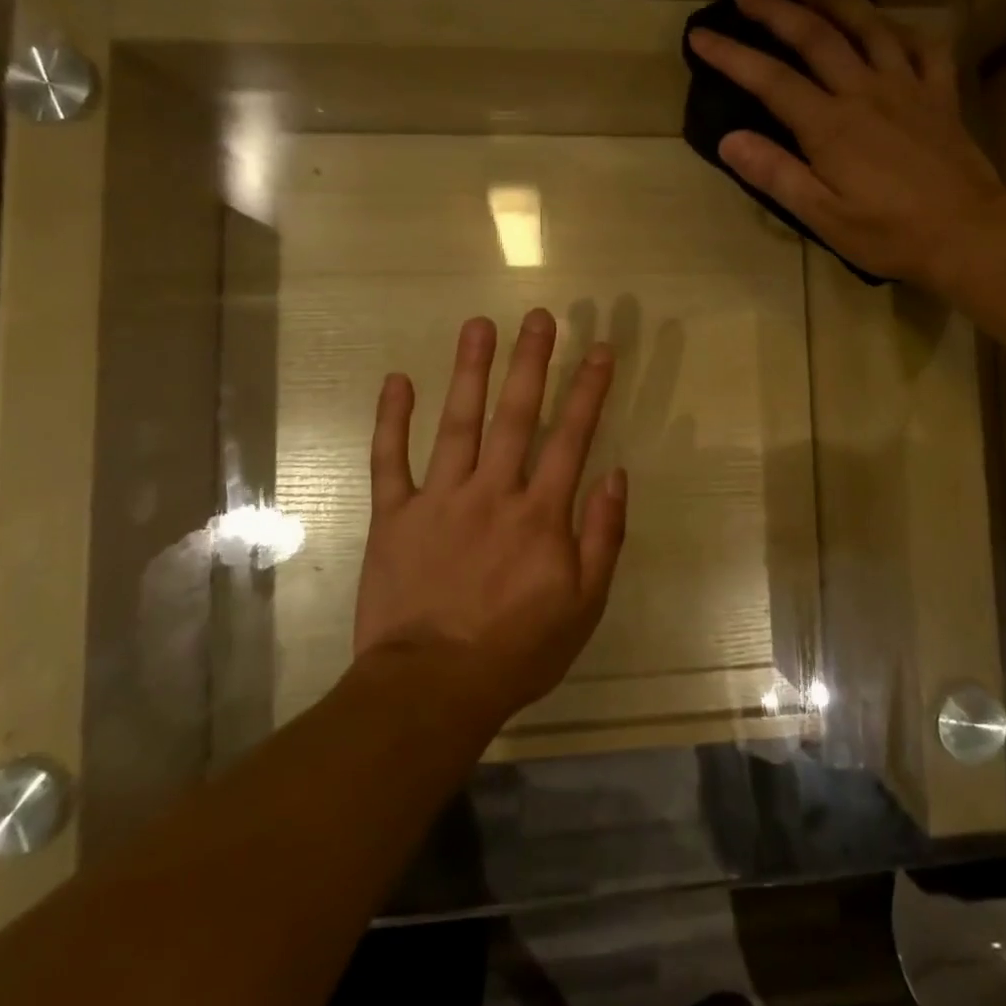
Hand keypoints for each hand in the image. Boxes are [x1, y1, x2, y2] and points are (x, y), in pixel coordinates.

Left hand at [353, 309, 627, 721]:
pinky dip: (392, 419)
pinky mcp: (395, 515)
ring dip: (469, 371)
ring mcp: (440, 499)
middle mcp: (493, 492)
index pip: (572, 437)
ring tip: (478, 325)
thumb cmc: (516, 650)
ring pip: (458, 423)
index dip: (589, 391)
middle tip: (540, 317)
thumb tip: (616, 476)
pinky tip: (397, 380)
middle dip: (531, 362)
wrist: (431, 688)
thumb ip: (603, 537)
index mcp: (540, 514)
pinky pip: (390, 460)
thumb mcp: (583, 606)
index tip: (600, 350)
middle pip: (516, 415)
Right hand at [688, 0, 1005, 289]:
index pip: (770, 79)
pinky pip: (925, 47)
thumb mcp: (822, 216)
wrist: (968, 234)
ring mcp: (908, 87)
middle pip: (816, 37)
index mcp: (829, 125)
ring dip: (836, 3)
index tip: (701, 36)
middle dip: (776, 12)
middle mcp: (865, 91)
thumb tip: (729, 140)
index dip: (731, 55)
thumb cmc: (889, 233)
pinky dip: (903, 30)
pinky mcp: (941, 95)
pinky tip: (890, 29)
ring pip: (869, 28)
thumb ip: (776, 174)